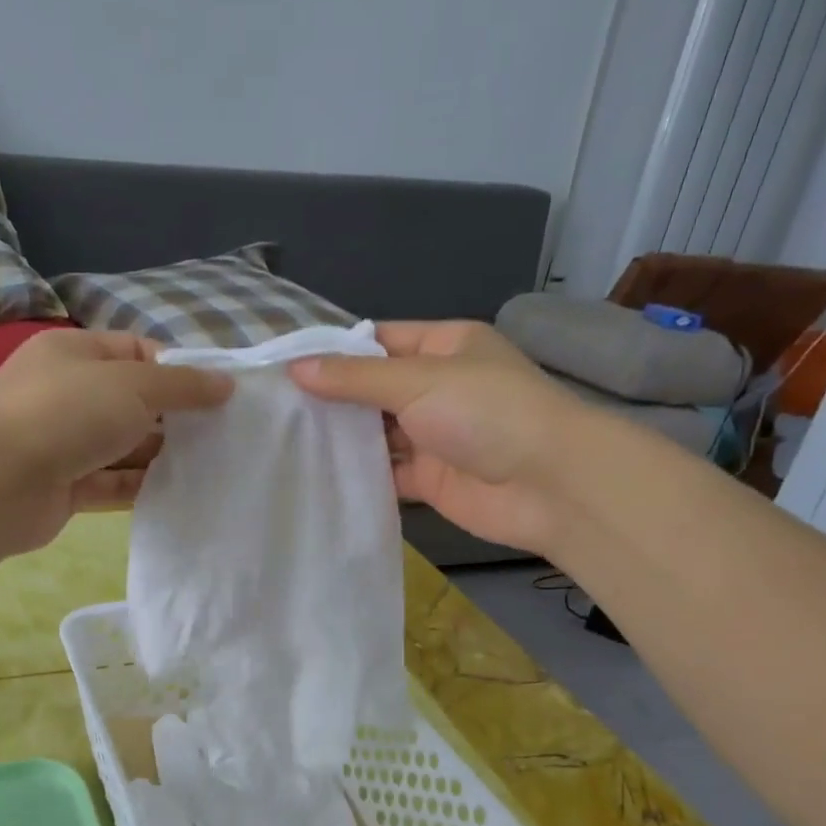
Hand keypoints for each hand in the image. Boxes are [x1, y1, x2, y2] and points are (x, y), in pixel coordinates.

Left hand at [0, 328, 232, 547]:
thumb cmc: (67, 413)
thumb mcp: (133, 384)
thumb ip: (182, 386)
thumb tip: (226, 383)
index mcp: (74, 352)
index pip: (135, 352)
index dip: (176, 370)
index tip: (215, 395)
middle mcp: (67, 394)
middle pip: (131, 402)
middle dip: (173, 417)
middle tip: (220, 435)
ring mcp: (63, 443)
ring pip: (122, 446)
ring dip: (160, 455)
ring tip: (209, 465)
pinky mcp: (65, 487)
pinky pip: (112, 483)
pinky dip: (140, 486)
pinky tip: (178, 492)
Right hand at [289, 320, 592, 552]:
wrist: (549, 485)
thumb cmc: (486, 412)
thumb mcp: (417, 381)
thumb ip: (354, 379)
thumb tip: (295, 368)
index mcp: (445, 347)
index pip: (379, 341)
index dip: (335, 352)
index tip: (286, 367)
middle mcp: (438, 387)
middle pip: (374, 389)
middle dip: (332, 399)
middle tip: (276, 410)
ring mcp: (434, 436)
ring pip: (377, 434)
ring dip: (341, 439)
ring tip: (285, 442)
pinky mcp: (430, 479)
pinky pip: (386, 473)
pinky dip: (358, 476)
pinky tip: (316, 477)